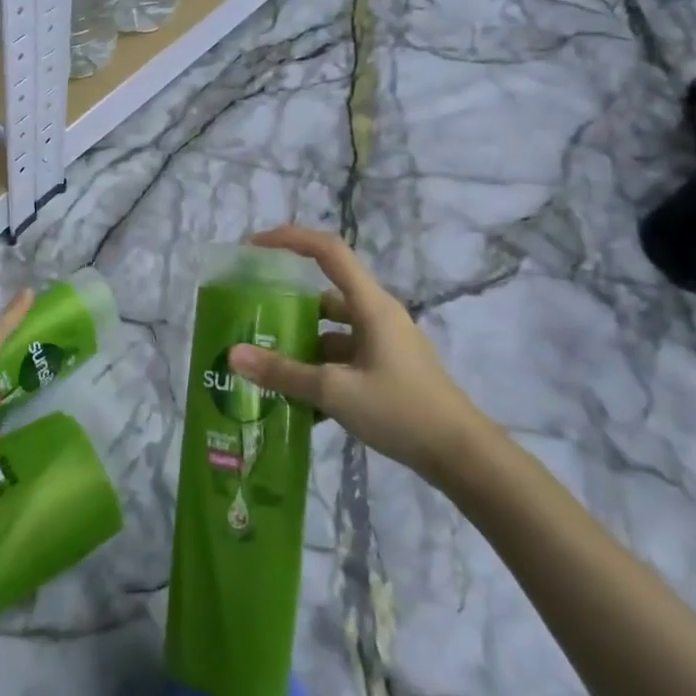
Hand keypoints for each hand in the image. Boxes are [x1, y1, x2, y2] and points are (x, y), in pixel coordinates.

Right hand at [228, 227, 488, 484]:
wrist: (462, 456)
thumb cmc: (401, 410)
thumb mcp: (334, 391)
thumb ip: (283, 372)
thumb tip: (233, 355)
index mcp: (371, 305)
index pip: (328, 251)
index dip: (290, 239)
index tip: (254, 246)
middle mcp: (378, 315)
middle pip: (325, 294)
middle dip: (288, 304)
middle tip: (252, 319)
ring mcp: (385, 343)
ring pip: (332, 330)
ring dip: (302, 343)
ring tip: (265, 363)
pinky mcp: (388, 369)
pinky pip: (344, 357)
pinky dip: (320, 369)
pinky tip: (297, 399)